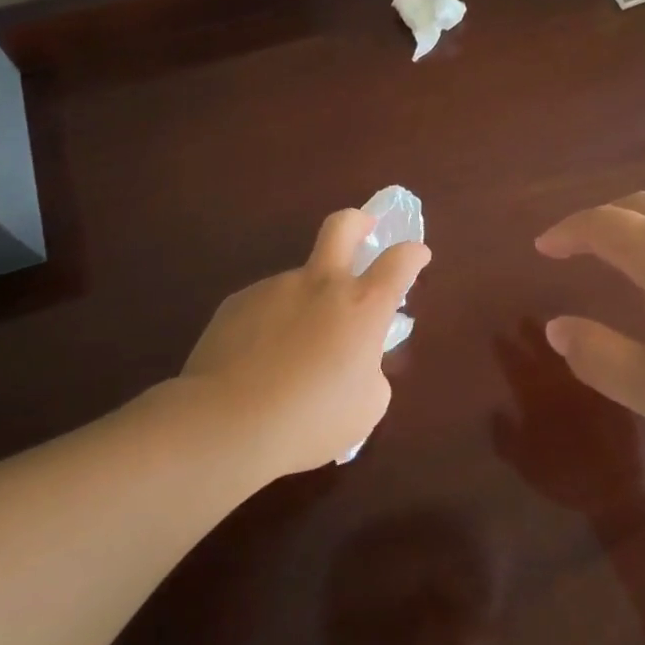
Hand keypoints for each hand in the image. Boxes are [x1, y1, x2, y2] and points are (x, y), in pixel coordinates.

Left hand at [183, 209, 430, 474]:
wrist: (226, 424)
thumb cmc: (310, 420)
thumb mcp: (365, 407)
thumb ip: (370, 371)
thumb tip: (357, 361)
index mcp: (362, 306)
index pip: (399, 261)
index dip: (413, 253)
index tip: (417, 255)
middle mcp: (320, 284)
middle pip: (342, 226)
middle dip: (358, 221)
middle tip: (363, 230)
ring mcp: (275, 288)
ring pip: (300, 282)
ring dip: (307, 303)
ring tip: (293, 354)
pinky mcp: (237, 302)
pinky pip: (266, 306)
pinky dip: (272, 325)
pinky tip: (259, 362)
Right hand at [491, 323, 643, 518]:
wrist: (618, 493)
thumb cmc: (565, 478)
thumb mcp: (525, 464)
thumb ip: (507, 437)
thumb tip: (496, 410)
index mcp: (539, 399)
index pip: (518, 366)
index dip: (507, 350)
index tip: (498, 333)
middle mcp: (566, 384)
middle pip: (548, 350)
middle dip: (534, 334)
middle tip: (524, 319)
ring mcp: (594, 385)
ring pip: (574, 352)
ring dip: (562, 338)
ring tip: (552, 327)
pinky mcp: (617, 390)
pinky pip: (602, 363)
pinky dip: (594, 351)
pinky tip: (590, 345)